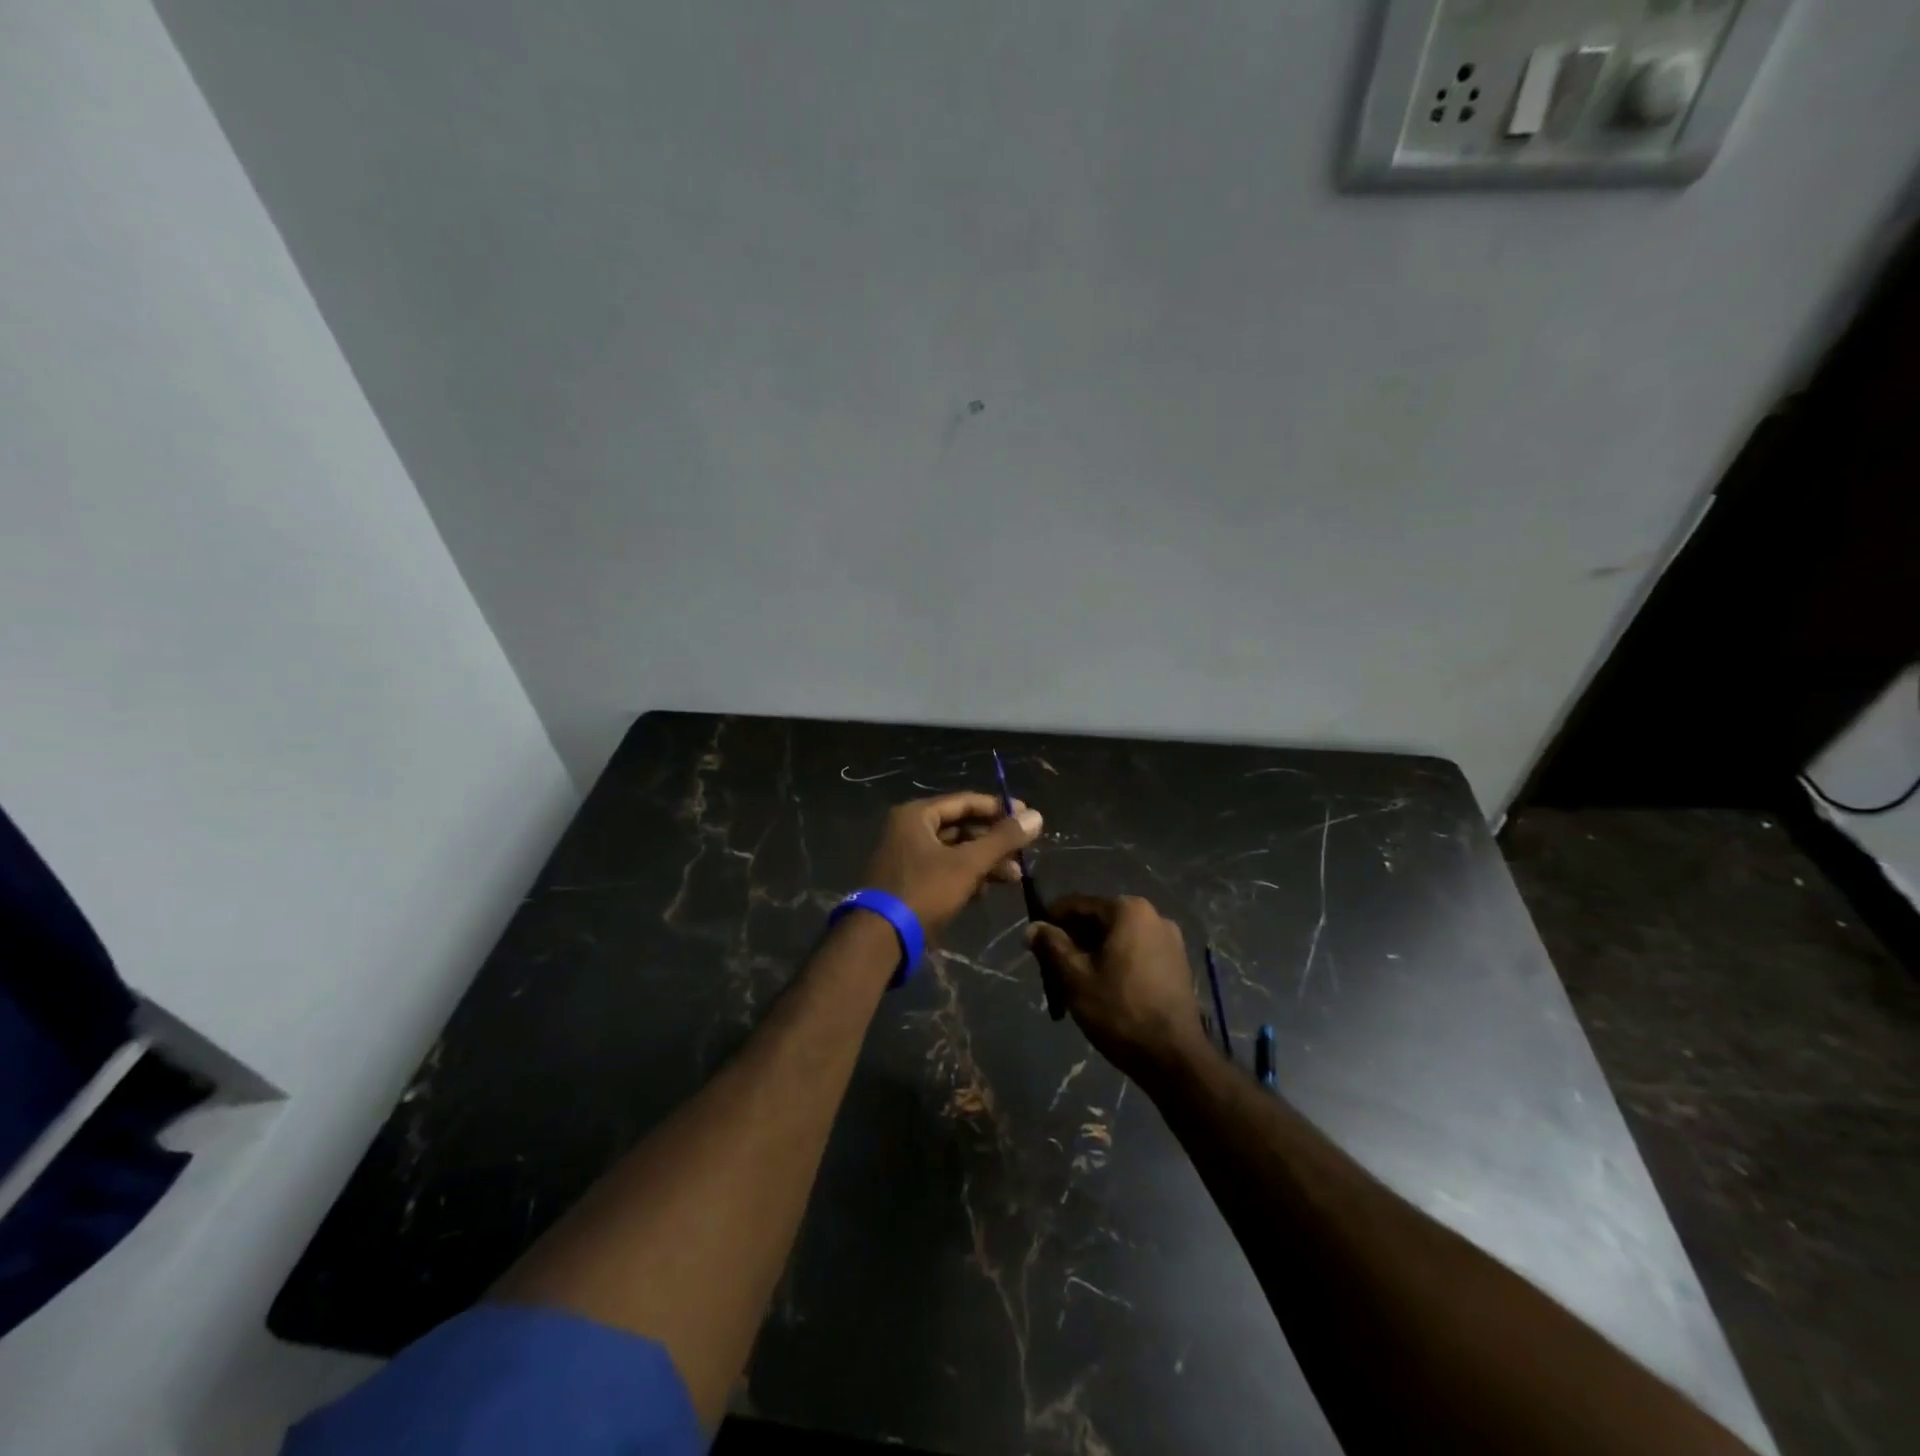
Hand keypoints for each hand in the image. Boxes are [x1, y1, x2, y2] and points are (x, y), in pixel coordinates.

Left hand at [862, 793, 1042, 938]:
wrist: (881, 938)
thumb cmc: (924, 891)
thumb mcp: (968, 863)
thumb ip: (1002, 839)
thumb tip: (1037, 816)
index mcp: (917, 815)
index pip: (966, 801)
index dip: (999, 808)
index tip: (1029, 817)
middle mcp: (910, 830)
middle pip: (962, 827)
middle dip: (995, 841)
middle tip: (1024, 853)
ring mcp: (908, 857)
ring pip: (955, 851)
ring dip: (985, 862)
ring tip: (1015, 877)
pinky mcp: (910, 882)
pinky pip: (945, 870)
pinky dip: (967, 877)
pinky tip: (987, 891)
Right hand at [1026, 895, 1209, 1080]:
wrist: (1174, 1057)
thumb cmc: (1119, 1011)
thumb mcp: (1075, 977)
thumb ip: (1051, 946)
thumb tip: (1032, 927)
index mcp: (1128, 910)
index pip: (1078, 904)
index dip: (1052, 919)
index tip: (1035, 939)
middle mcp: (1153, 915)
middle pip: (1101, 919)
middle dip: (1074, 938)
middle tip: (1052, 963)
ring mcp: (1170, 940)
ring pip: (1119, 937)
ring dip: (1095, 951)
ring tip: (1076, 978)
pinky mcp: (1178, 963)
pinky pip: (1137, 951)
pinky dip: (1117, 960)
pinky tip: (1105, 986)